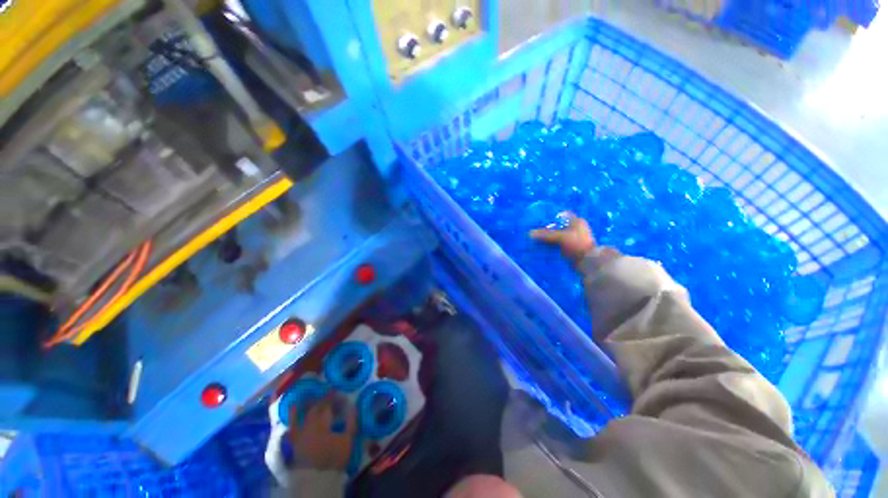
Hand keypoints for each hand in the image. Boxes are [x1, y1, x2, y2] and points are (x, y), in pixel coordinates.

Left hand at [291, 396, 356, 469]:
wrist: (317, 478)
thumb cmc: (334, 458)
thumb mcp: (347, 440)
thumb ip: (351, 422)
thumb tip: (353, 406)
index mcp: (323, 423)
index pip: (328, 406)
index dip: (333, 398)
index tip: (337, 391)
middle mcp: (309, 425)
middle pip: (314, 409)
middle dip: (320, 401)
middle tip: (326, 396)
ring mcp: (299, 435)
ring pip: (300, 417)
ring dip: (302, 408)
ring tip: (303, 400)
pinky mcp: (294, 444)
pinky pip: (290, 430)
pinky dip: (291, 421)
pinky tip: (291, 417)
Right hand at [529, 212, 596, 262]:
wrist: (588, 262)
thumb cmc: (576, 244)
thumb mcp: (560, 237)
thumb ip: (545, 234)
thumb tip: (529, 233)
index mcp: (577, 221)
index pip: (562, 215)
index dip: (551, 216)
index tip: (540, 220)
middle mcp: (576, 228)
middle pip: (559, 226)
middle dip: (548, 228)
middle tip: (536, 230)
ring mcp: (575, 239)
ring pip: (558, 235)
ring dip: (549, 238)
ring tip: (537, 239)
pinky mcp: (572, 248)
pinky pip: (559, 244)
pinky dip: (552, 245)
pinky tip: (544, 247)